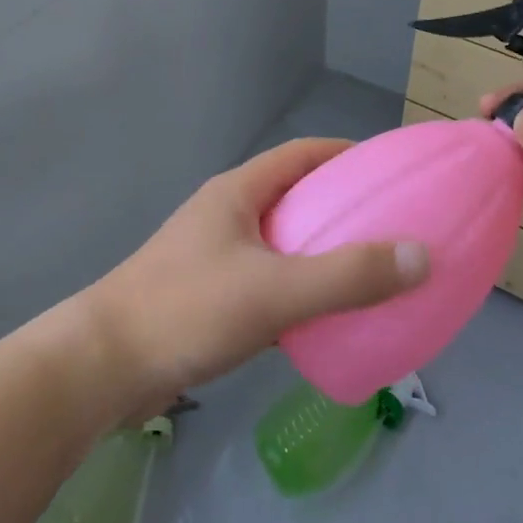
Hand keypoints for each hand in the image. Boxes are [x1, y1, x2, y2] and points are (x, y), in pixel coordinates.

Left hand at [78, 138, 427, 408]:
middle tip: (390, 226)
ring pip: (281, 243)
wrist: (102, 368)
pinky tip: (324, 318)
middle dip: (340, 207)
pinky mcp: (207, 297)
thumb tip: (421, 255)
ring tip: (368, 271)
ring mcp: (213, 257)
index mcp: (238, 193)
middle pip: (294, 197)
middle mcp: (226, 215)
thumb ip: (348, 276)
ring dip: (320, 252)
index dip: (347, 154)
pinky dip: (299, 291)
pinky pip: (267, 282)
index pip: (302, 154)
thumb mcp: (275, 291)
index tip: (389, 170)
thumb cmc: (187, 311)